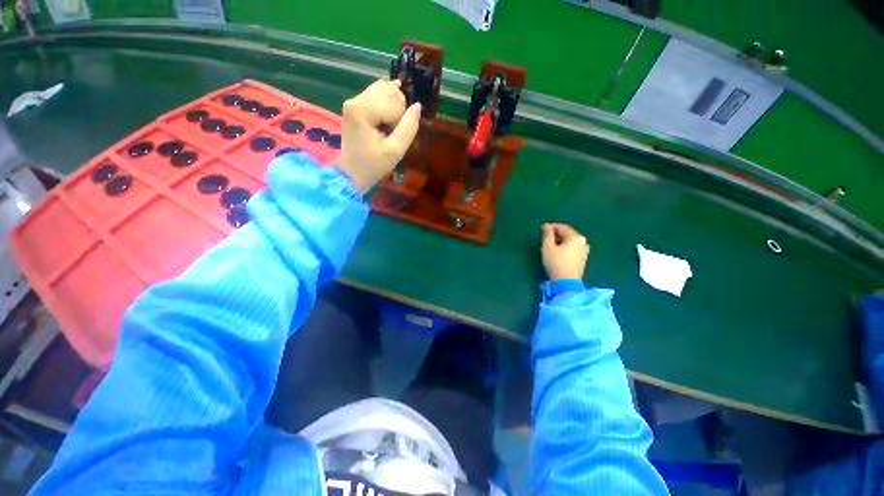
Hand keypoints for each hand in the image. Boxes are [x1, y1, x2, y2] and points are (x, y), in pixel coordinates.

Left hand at [336, 79, 420, 191]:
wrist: (352, 174)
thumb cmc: (374, 165)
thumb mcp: (395, 151)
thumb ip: (409, 128)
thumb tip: (418, 106)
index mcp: (362, 110)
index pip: (395, 103)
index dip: (401, 121)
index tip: (394, 137)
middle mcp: (355, 100)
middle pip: (389, 91)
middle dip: (398, 110)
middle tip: (393, 131)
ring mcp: (353, 101)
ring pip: (383, 89)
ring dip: (393, 105)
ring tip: (392, 123)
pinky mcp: (355, 105)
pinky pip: (376, 93)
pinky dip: (387, 99)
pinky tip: (393, 101)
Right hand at [541, 223, 589, 280]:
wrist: (566, 282)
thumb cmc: (556, 262)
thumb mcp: (547, 247)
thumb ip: (547, 235)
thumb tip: (547, 227)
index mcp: (575, 237)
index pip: (562, 227)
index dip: (551, 227)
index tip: (542, 229)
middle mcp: (583, 242)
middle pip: (568, 234)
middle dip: (556, 234)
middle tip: (545, 237)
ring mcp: (584, 251)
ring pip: (570, 242)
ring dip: (560, 241)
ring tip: (550, 244)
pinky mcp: (583, 259)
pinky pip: (573, 248)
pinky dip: (565, 247)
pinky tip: (557, 252)